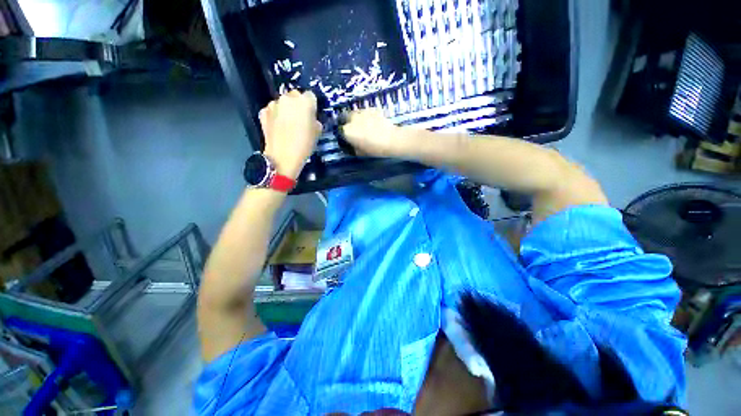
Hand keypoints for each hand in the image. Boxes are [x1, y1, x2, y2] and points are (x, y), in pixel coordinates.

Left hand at [259, 91, 321, 177]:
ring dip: (286, 110)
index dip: (312, 105)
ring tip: (287, 125)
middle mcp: (288, 98)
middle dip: (298, 105)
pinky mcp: (263, 111)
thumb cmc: (304, 145)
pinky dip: (275, 116)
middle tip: (300, 120)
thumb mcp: (317, 133)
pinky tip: (278, 128)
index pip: (311, 96)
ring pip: (282, 103)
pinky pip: (272, 110)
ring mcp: (273, 104)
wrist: (282, 157)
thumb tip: (311, 118)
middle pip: (295, 96)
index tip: (311, 114)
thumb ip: (315, 120)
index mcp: (305, 102)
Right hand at [341, 109, 403, 157]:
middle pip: (345, 117)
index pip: (339, 130)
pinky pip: (365, 112)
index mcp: (347, 130)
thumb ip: (352, 148)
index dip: (342, 134)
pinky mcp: (372, 109)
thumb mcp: (360, 152)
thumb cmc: (374, 149)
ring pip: (355, 113)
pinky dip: (366, 116)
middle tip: (354, 130)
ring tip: (363, 126)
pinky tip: (372, 123)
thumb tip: (350, 145)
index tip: (346, 137)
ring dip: (356, 118)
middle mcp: (352, 119)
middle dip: (347, 122)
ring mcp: (362, 112)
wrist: (391, 139)